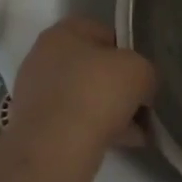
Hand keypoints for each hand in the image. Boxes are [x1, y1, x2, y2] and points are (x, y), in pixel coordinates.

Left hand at [7, 17, 156, 163]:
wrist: (56, 149)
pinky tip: (124, 143)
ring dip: (110, 111)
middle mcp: (42, 59)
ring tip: (139, 130)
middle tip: (142, 101)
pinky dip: (97, 130)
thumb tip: (143, 86)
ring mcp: (35, 96)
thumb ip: (146, 71)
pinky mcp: (35, 128)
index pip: (102, 32)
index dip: (128, 50)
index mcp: (62, 34)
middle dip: (119, 85)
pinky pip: (74, 123)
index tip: (143, 70)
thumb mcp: (140, 71)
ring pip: (84, 97)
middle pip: (92, 67)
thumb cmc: (97, 92)